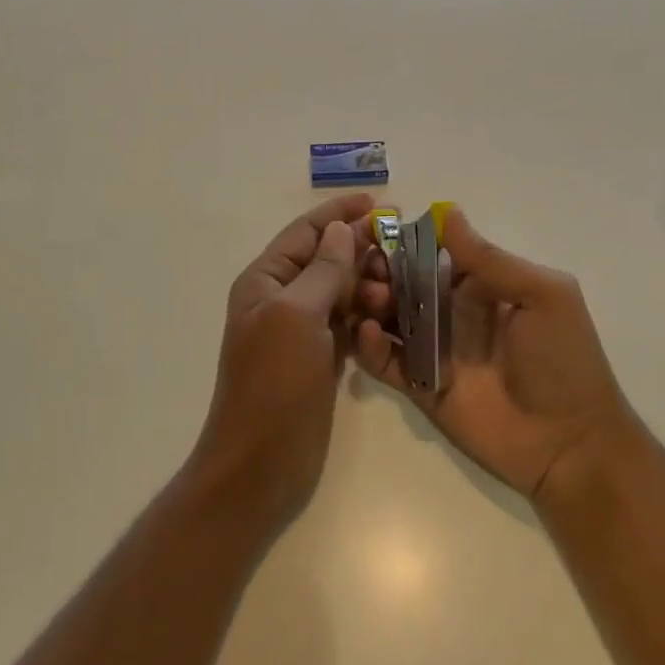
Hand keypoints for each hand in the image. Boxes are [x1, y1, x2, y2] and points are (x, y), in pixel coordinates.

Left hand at [190, 193, 379, 528]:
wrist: (262, 463)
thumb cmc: (273, 382)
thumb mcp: (296, 316)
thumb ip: (323, 270)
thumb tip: (342, 229)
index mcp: (266, 281)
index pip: (306, 233)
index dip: (339, 213)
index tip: (378, 202)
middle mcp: (282, 299)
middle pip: (327, 259)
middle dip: (361, 249)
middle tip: (402, 248)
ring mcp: (303, 330)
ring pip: (342, 290)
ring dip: (369, 283)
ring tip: (398, 287)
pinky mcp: (322, 358)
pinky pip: (350, 322)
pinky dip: (370, 314)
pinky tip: (394, 313)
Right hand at [354, 207, 638, 501]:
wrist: (571, 445)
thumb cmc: (564, 360)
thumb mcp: (542, 296)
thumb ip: (490, 259)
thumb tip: (447, 212)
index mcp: (481, 286)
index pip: (432, 253)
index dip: (404, 242)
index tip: (375, 232)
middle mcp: (452, 313)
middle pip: (403, 283)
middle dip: (380, 271)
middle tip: (365, 270)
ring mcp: (434, 350)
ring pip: (389, 318)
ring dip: (370, 303)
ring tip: (367, 298)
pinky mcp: (420, 386)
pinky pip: (386, 361)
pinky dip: (370, 345)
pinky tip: (368, 333)